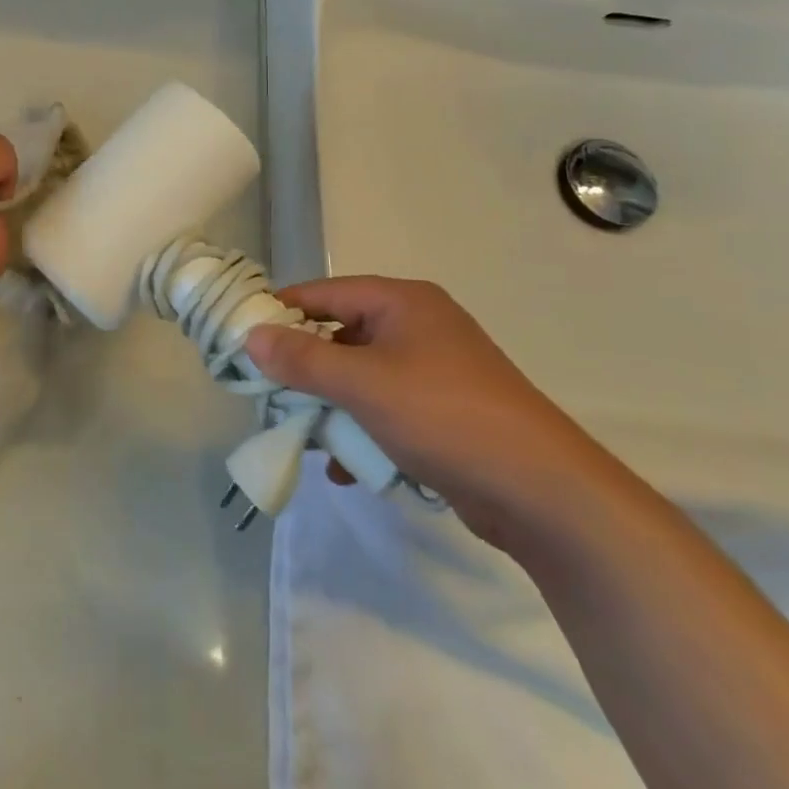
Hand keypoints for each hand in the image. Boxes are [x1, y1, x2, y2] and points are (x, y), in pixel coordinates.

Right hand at [244, 276, 615, 548]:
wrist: (545, 494)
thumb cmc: (445, 417)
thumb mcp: (363, 385)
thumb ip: (303, 359)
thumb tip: (251, 336)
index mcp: (401, 302)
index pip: (324, 294)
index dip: (281, 313)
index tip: (242, 339)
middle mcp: (417, 326)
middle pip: (340, 335)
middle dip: (305, 369)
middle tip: (267, 395)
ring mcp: (434, 370)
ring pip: (361, 377)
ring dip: (331, 406)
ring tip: (304, 438)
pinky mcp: (445, 412)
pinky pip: (386, 409)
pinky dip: (362, 431)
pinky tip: (345, 468)